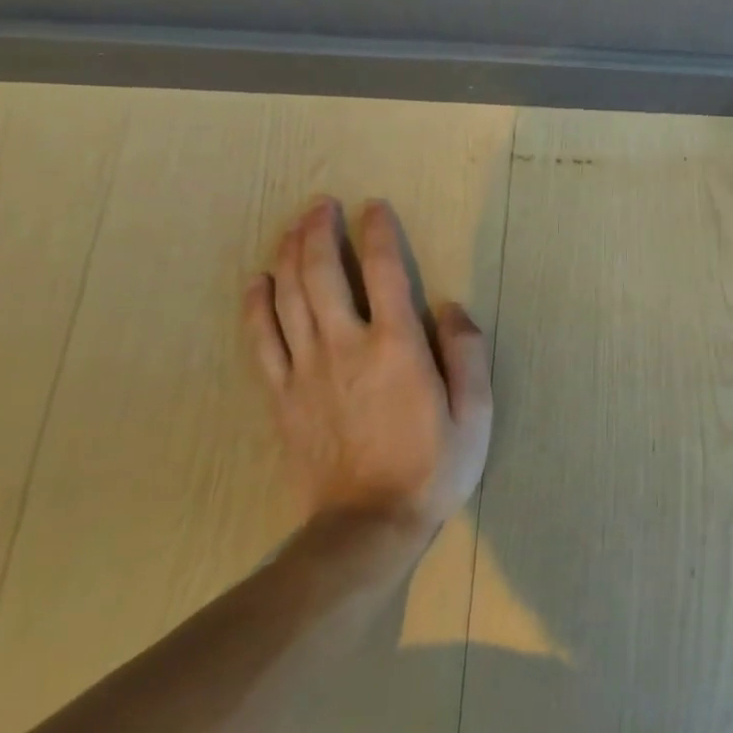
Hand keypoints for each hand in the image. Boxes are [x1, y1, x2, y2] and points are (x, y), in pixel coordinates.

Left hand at [243, 198, 491, 527]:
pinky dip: (257, 306)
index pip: (384, 271)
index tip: (374, 207)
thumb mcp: (476, 414)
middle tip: (322, 204)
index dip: (378, 233)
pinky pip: (262, 341)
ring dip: (289, 255)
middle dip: (320, 231)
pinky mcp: (281, 397)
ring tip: (294, 226)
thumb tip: (449, 307)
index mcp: (397, 347)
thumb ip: (467, 353)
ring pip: (288, 298)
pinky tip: (258, 282)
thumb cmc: (432, 467)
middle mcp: (346, 347)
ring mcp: (306, 371)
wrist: (367, 527)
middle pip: (322, 274)